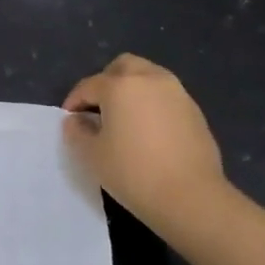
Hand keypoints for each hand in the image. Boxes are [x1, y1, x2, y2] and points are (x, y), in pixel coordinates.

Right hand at [63, 54, 228, 234]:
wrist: (191, 197)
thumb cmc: (134, 173)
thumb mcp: (92, 155)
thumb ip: (77, 132)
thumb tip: (76, 120)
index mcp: (120, 86)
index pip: (89, 86)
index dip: (74, 101)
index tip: (69, 120)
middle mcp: (150, 79)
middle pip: (123, 66)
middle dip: (106, 82)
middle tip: (98, 108)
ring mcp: (177, 93)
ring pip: (148, 77)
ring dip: (132, 90)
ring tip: (124, 119)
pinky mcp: (195, 111)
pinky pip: (166, 96)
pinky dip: (152, 104)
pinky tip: (148, 131)